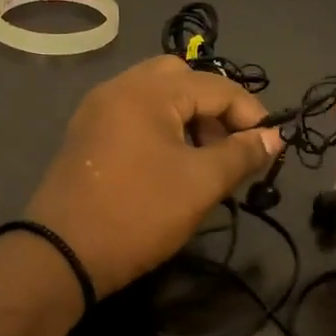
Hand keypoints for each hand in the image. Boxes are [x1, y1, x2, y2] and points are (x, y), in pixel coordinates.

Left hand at [25, 56, 281, 297]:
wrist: (62, 255)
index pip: (217, 86)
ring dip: (188, 117)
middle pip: (183, 79)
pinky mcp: (87, 134)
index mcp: (148, 91)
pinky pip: (135, 114)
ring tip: (203, 160)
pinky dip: (161, 126)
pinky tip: (170, 164)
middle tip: (228, 147)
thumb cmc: (139, 213)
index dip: (251, 114)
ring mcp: (98, 110)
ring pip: (157, 95)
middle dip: (215, 108)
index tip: (269, 148)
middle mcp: (120, 87)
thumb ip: (242, 154)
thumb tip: (273, 137)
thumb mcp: (201, 184)